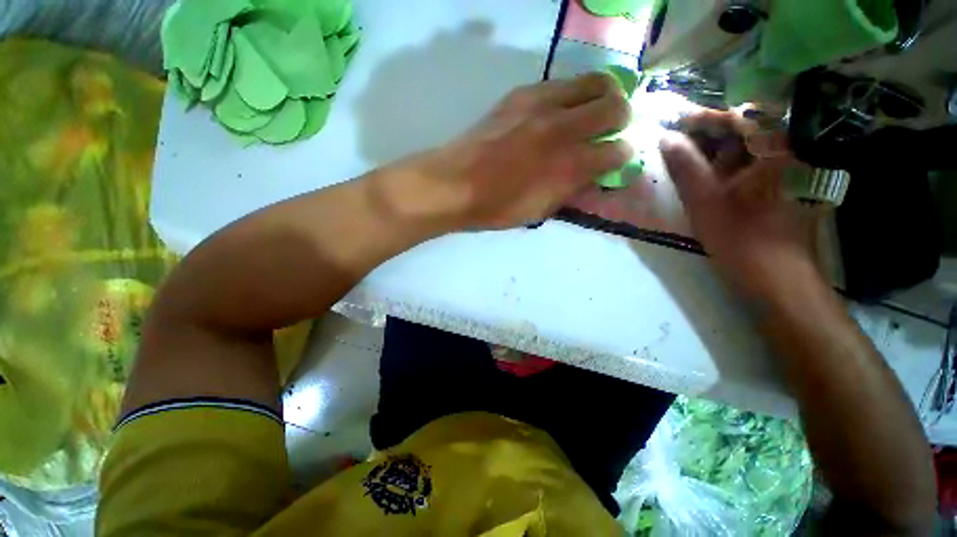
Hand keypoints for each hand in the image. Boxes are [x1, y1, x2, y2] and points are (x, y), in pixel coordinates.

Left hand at [388, 73, 632, 229]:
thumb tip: (595, 175)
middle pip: (614, 104)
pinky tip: (560, 111)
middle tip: (613, 128)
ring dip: (601, 96)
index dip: (623, 155)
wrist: (454, 184)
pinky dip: (571, 95)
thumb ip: (572, 190)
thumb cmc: (496, 207)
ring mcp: (540, 104)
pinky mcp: (520, 94)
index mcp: (567, 165)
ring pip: (592, 82)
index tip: (618, 159)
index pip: (617, 151)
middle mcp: (561, 127)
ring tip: (593, 113)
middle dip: (622, 117)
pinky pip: (560, 84)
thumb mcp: (539, 211)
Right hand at [659, 110, 824, 297]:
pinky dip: (715, 169)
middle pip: (737, 131)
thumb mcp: (705, 201)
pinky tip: (695, 178)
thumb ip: (685, 166)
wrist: (777, 279)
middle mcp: (779, 153)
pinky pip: (738, 169)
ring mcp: (775, 172)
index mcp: (771, 149)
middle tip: (667, 141)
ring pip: (736, 151)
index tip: (669, 121)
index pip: (735, 116)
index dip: (700, 117)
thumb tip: (664, 136)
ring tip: (674, 159)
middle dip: (700, 134)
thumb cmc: (742, 239)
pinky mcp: (768, 189)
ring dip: (705, 152)